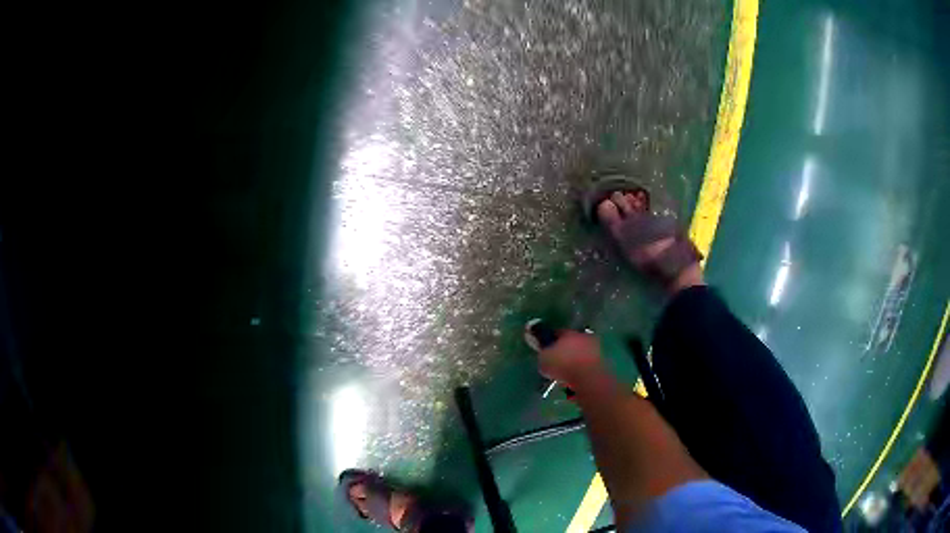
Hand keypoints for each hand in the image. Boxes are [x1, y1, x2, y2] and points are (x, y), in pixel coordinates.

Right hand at [535, 330, 604, 383]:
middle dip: (565, 350)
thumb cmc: (563, 365)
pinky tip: (575, 380)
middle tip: (557, 362)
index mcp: (569, 333)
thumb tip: (543, 350)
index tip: (545, 348)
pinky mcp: (602, 363)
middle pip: (572, 342)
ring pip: (581, 354)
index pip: (557, 332)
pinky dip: (582, 371)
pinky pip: (587, 366)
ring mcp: (595, 350)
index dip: (551, 340)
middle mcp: (584, 337)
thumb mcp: (543, 359)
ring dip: (575, 361)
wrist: (588, 378)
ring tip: (566, 374)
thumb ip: (542, 352)